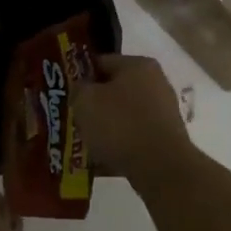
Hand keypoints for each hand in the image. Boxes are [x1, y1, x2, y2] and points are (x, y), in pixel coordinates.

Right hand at [75, 54, 193, 181]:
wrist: (161, 167)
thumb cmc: (120, 125)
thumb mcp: (85, 101)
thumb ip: (78, 89)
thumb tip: (81, 89)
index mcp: (138, 64)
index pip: (100, 62)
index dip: (79, 76)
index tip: (65, 93)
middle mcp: (155, 82)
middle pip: (113, 90)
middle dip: (92, 105)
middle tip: (72, 119)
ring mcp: (163, 112)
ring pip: (122, 116)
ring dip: (103, 128)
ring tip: (83, 143)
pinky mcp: (165, 139)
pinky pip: (133, 138)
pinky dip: (117, 146)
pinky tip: (99, 160)